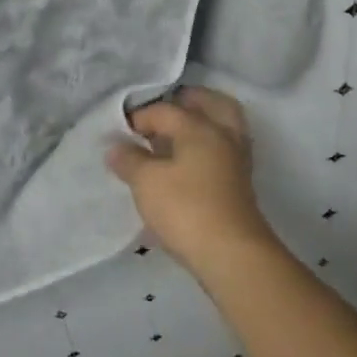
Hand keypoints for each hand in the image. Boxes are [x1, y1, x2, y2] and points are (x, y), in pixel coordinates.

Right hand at [106, 86, 278, 274]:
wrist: (231, 254)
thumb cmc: (186, 209)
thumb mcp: (146, 183)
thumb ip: (130, 160)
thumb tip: (116, 147)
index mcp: (199, 126)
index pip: (165, 110)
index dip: (139, 118)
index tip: (120, 132)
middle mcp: (223, 135)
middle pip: (212, 104)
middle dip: (188, 102)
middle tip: (165, 111)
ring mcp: (236, 160)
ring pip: (223, 127)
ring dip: (202, 124)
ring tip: (175, 136)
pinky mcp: (240, 185)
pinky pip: (224, 151)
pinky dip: (208, 148)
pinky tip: (188, 163)